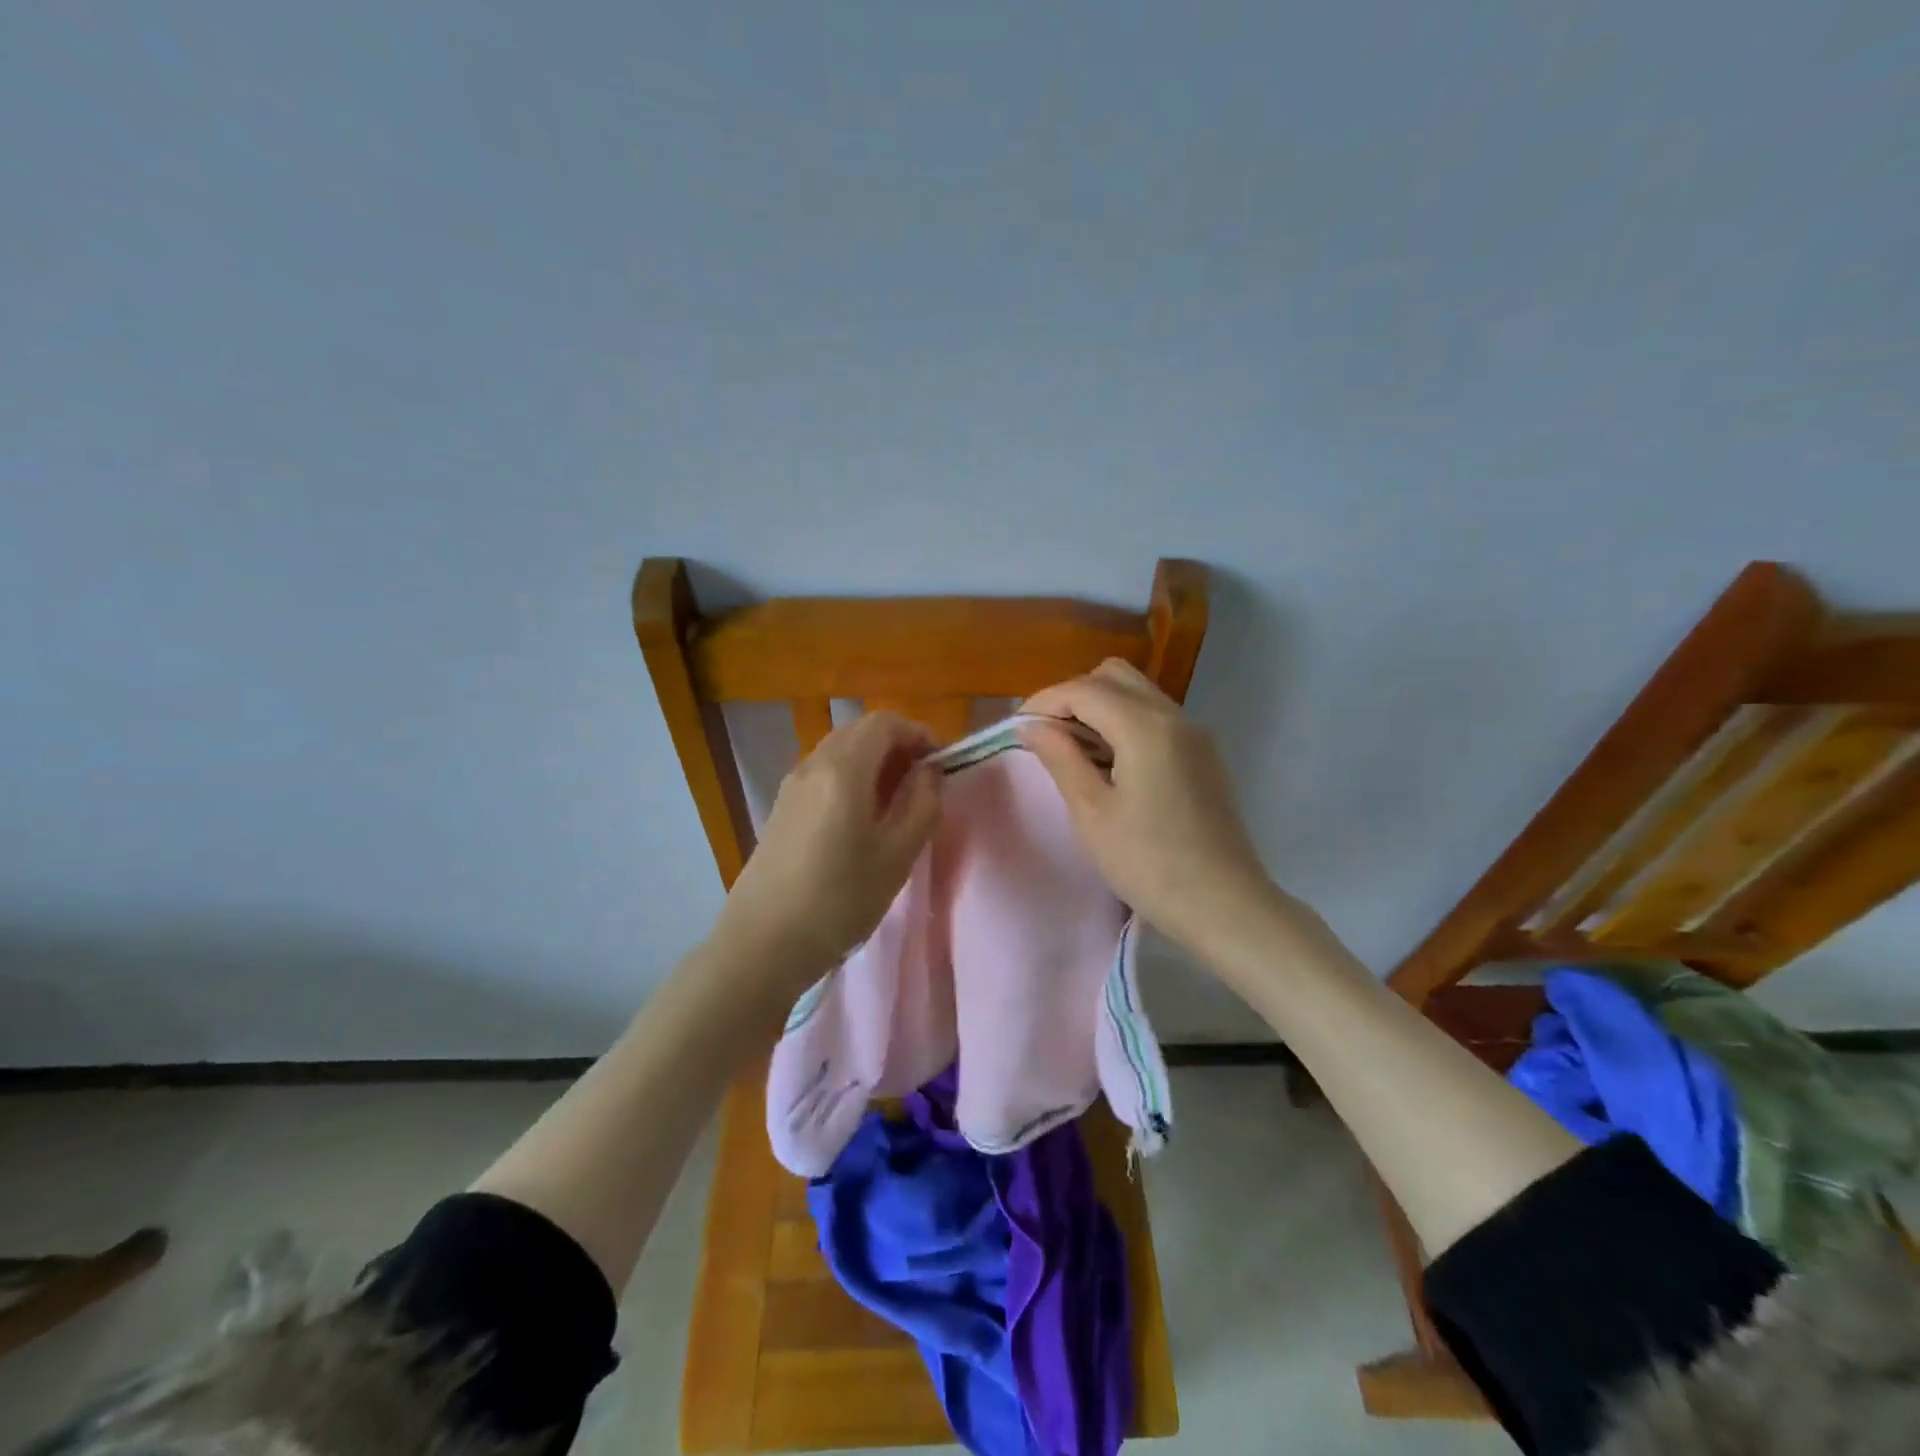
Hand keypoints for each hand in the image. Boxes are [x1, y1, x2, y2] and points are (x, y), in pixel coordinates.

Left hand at [712, 712, 941, 997]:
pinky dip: (851, 779)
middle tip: (922, 784)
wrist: (763, 943)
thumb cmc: (839, 900)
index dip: (919, 734)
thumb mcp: (898, 855)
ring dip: (874, 763)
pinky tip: (860, 821)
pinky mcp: (781, 808)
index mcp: (843, 769)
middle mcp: (813, 765)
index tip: (940, 765)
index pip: (885, 722)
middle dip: (897, 746)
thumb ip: (922, 804)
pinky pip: (824, 774)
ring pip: (840, 752)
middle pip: (860, 731)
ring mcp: (792, 786)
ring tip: (896, 804)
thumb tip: (928, 772)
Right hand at [1019, 660, 1275, 957]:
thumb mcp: (1092, 813)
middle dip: (1074, 696)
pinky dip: (1125, 723)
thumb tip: (1033, 727)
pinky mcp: (1204, 755)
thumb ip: (1061, 758)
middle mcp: (1175, 717)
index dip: (1044, 702)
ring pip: (1138, 694)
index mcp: (1146, 727)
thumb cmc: (1149, 864)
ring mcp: (1195, 734)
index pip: (1084, 689)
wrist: (1225, 906)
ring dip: (1100, 708)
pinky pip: (1156, 717)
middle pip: (1114, 677)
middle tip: (1048, 737)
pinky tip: (1110, 764)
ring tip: (1074, 752)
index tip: (1018, 728)